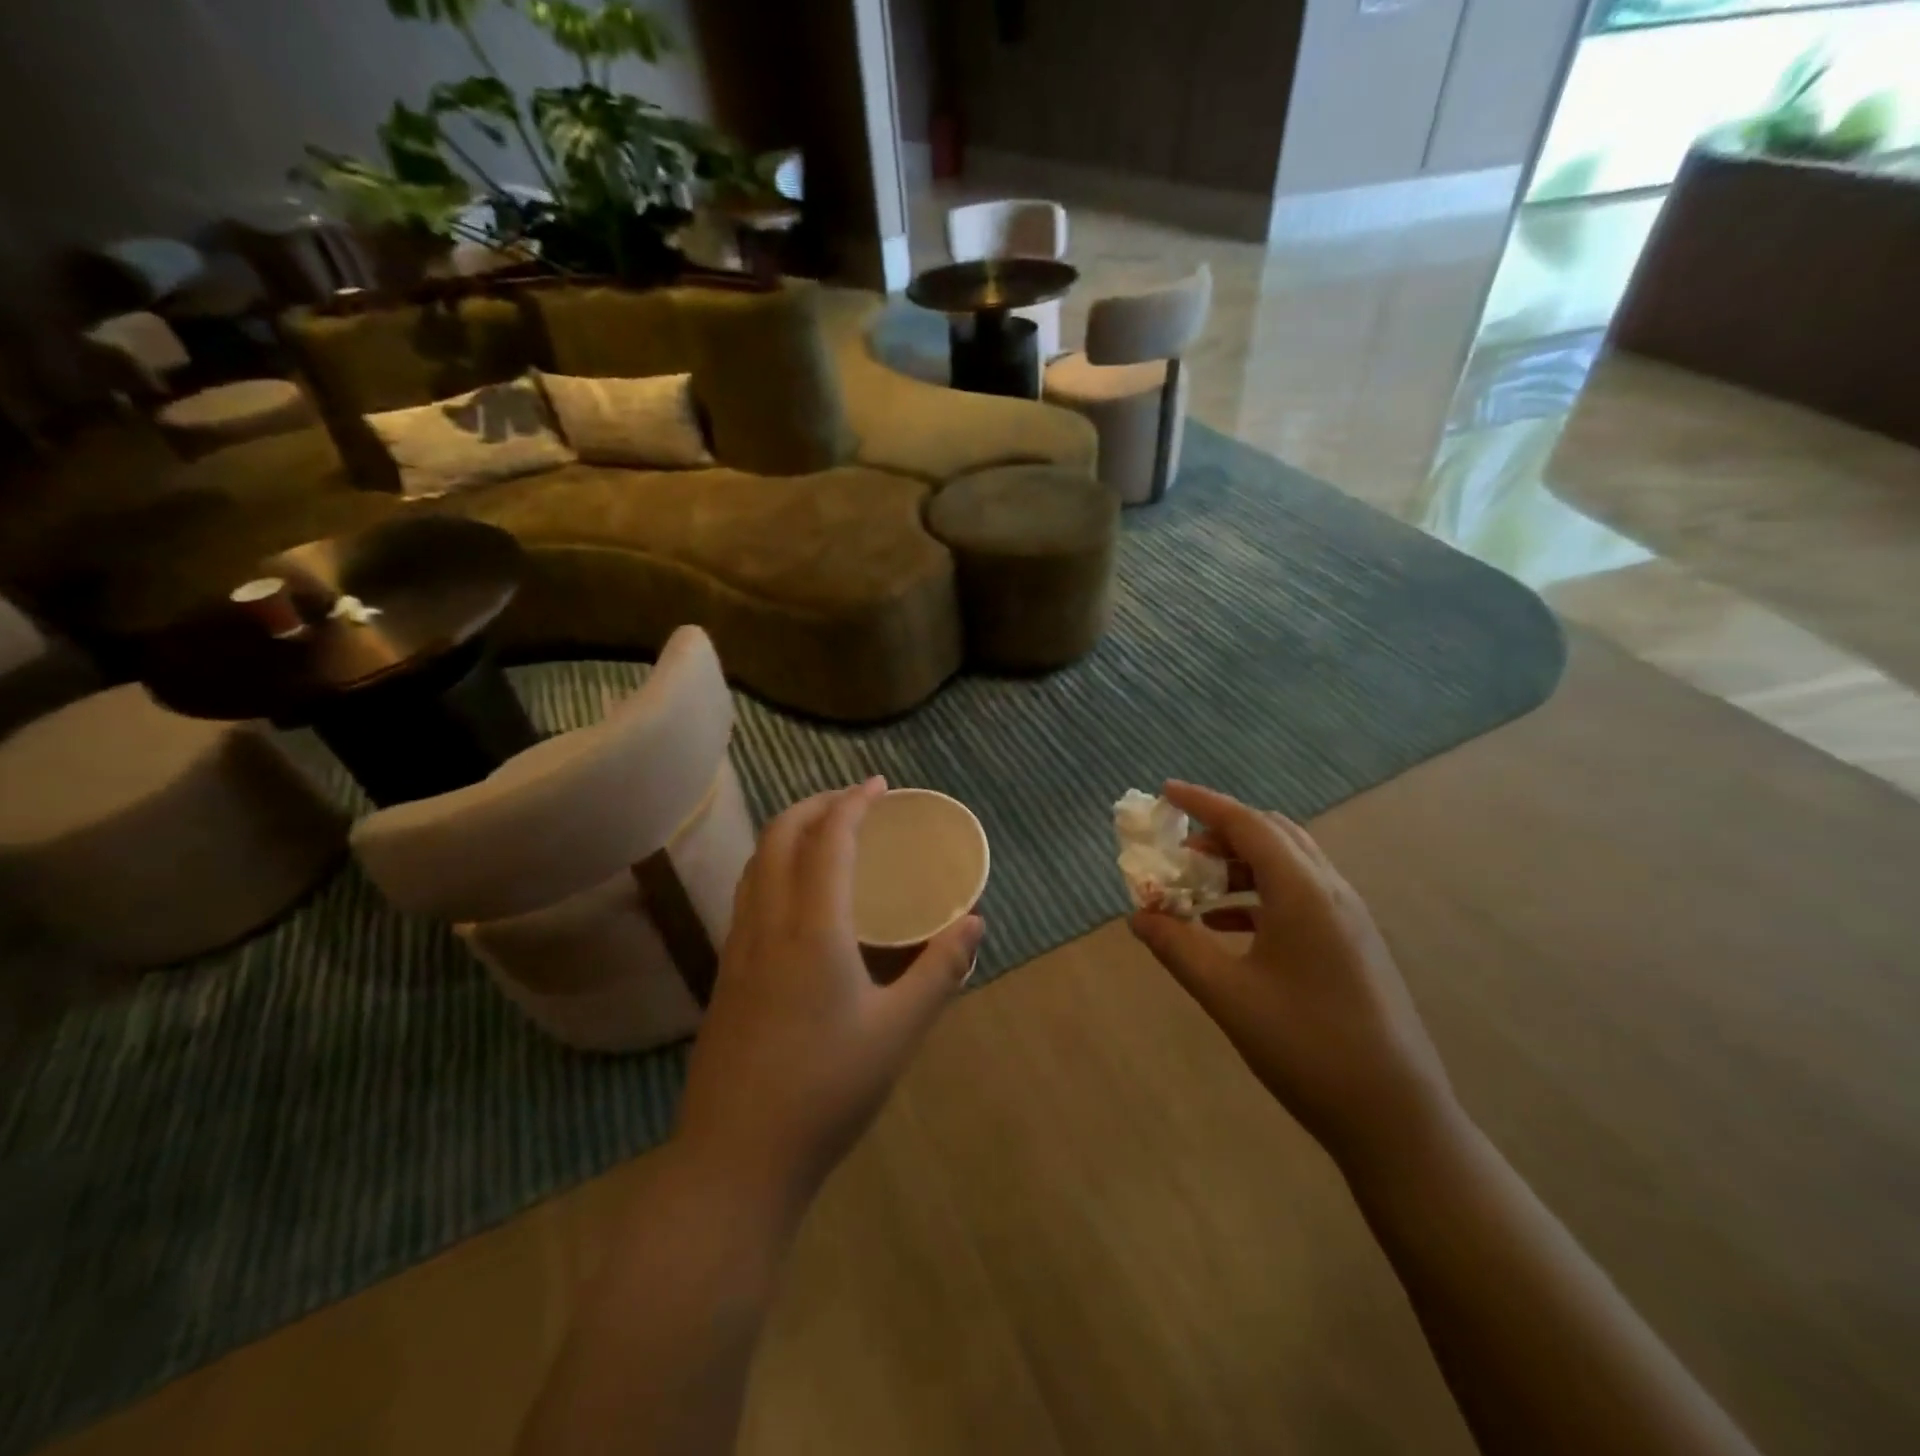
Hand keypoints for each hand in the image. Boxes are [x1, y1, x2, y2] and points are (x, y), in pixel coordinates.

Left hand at [676, 777, 983, 1203]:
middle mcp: (767, 924)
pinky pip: (748, 895)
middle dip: (816, 805)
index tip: (879, 785)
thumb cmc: (827, 1092)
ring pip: (756, 864)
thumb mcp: (898, 1031)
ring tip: (827, 836)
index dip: (853, 803)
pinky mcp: (726, 975)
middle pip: (780, 837)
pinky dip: (774, 867)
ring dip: (790, 834)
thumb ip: (939, 971)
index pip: (828, 839)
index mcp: (811, 929)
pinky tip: (798, 898)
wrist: (737, 1161)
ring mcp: (738, 950)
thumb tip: (975, 923)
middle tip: (855, 801)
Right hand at [1129, 781, 1458, 1166]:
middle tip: (1178, 851)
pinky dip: (1259, 895)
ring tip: (1196, 889)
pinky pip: (1299, 895)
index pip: (1247, 824)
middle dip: (1220, 833)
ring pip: (1288, 865)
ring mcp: (1348, 918)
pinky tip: (1227, 927)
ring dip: (1239, 864)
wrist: (1396, 1116)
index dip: (1204, 803)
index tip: (1166, 792)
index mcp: (1303, 892)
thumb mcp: (1228, 995)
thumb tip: (1138, 916)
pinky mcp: (1352, 943)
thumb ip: (1178, 947)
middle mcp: (1331, 891)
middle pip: (1271, 835)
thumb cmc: (1306, 1047)